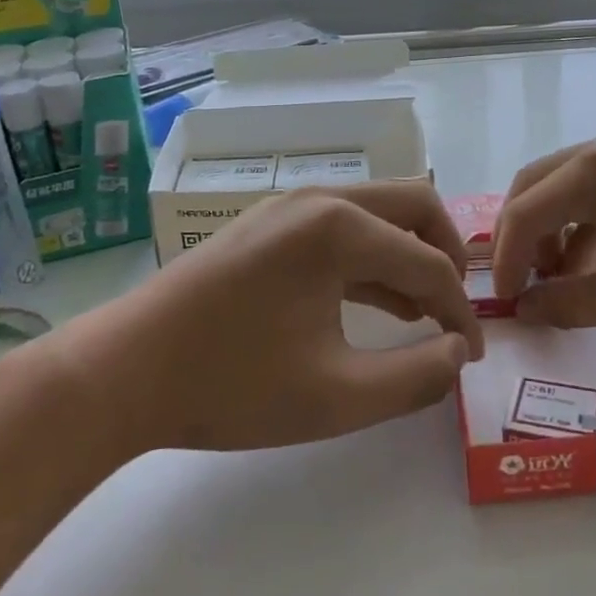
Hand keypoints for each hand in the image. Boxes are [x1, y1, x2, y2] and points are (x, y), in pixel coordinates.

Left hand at [49, 181, 484, 457]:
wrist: (122, 372)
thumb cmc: (231, 385)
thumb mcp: (336, 397)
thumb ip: (415, 378)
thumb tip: (458, 354)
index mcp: (340, 228)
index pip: (428, 263)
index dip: (459, 311)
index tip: (473, 355)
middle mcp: (320, 199)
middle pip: (413, 205)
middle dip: (446, 253)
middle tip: (456, 308)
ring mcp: (290, 206)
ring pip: (376, 214)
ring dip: (408, 255)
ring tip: (422, 314)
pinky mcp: (269, 224)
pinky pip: (340, 228)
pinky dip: (369, 258)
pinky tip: (375, 303)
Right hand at [492, 124, 595, 348]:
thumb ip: (564, 303)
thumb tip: (524, 309)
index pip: (526, 208)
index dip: (507, 257)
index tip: (506, 301)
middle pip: (543, 182)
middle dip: (525, 233)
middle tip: (525, 282)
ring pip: (578, 180)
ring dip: (560, 225)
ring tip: (566, 277)